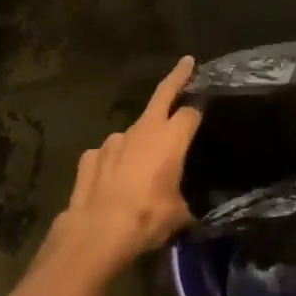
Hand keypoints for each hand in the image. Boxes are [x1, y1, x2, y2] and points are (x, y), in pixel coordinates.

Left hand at [49, 56, 202, 275]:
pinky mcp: (91, 155)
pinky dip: (114, 162)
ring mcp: (113, 140)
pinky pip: (108, 154)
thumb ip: (185, 202)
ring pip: (133, 133)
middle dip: (177, 77)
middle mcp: (143, 130)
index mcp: (170, 138)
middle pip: (163, 94)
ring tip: (141, 169)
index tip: (204, 105)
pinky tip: (113, 181)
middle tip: (186, 63)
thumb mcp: (178, 216)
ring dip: (140, 142)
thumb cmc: (146, 219)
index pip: (191, 113)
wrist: (97, 232)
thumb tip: (189, 208)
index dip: (199, 109)